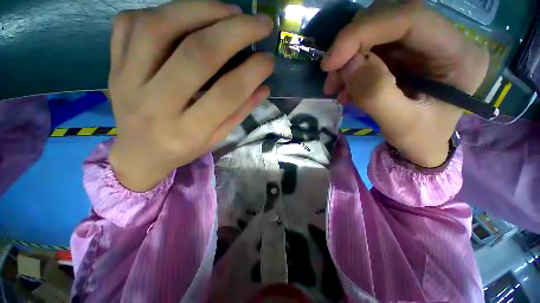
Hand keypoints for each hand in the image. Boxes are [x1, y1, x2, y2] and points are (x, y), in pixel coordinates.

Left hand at [107, 2, 273, 191]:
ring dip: (201, 10)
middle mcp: (156, 105)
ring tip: (230, 10)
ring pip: (160, 27)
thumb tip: (264, 86)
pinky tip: (187, 15)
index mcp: (189, 131)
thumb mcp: (217, 138)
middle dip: (235, 31)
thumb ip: (240, 112)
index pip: (227, 93)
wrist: (139, 153)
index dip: (253, 71)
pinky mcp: (114, 66)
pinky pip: (130, 24)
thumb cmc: (183, 149)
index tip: (269, 59)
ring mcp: (127, 81)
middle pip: (197, 54)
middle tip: (260, 22)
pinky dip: (163, 10)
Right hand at [321, 0, 488, 166]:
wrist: (422, 144)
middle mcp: (444, 38)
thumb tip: (349, 64)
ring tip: (336, 87)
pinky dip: (350, 66)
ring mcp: (422, 43)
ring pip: (375, 32)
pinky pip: (370, 48)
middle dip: (351, 47)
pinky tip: (346, 88)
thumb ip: (376, 95)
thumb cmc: (419, 140)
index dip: (363, 32)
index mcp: (458, 54)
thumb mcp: (400, 125)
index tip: (330, 61)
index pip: (410, 18)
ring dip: (347, 59)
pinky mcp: (405, 52)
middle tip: (332, 78)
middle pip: (389, 19)